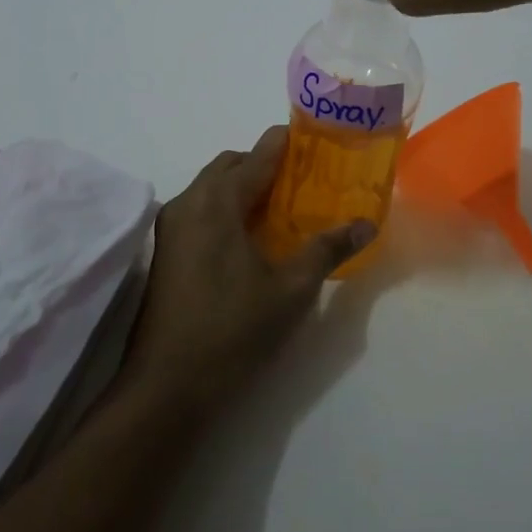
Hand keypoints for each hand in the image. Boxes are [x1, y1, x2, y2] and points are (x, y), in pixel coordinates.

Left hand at [119, 127, 373, 412]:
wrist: (166, 388)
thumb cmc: (232, 330)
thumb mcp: (291, 289)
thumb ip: (328, 248)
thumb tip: (366, 224)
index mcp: (217, 201)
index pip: (259, 152)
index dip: (291, 142)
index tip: (321, 144)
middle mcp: (189, 202)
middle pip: (233, 164)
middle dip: (268, 165)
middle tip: (307, 182)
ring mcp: (171, 228)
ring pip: (213, 188)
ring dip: (247, 188)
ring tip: (286, 210)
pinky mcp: (166, 252)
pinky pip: (202, 211)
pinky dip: (228, 209)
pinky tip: (254, 240)